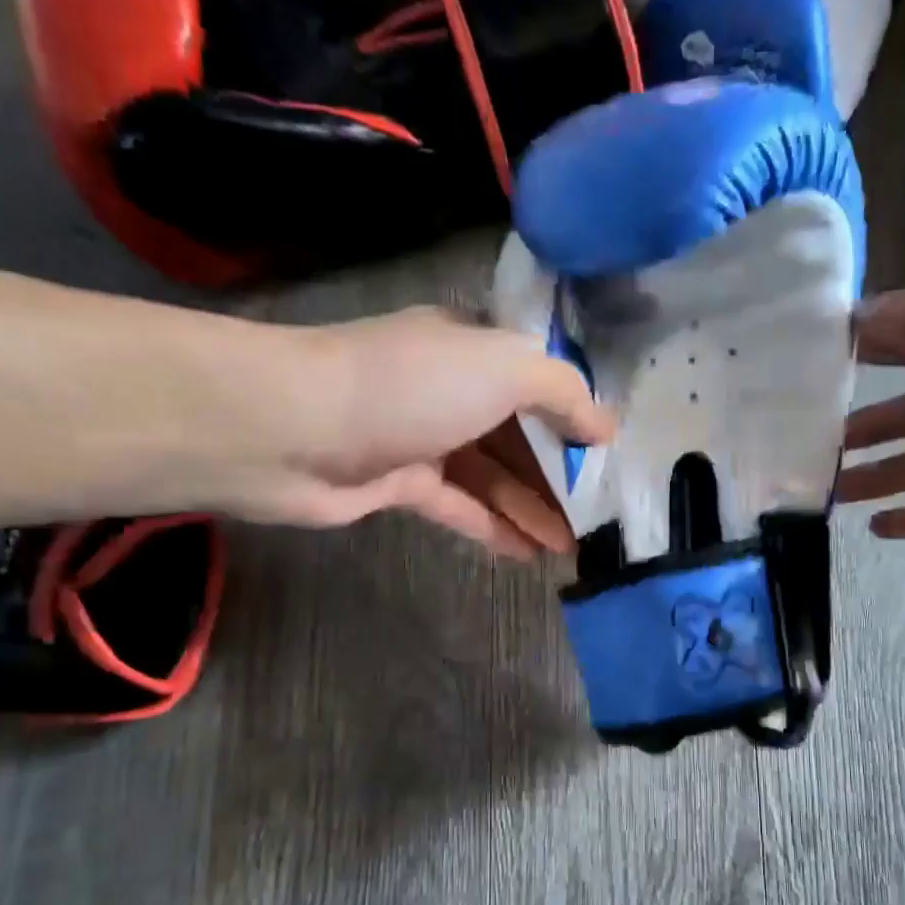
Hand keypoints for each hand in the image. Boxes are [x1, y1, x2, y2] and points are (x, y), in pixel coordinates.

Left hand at [214, 305, 611, 559]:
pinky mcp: (400, 484)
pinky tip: (530, 554)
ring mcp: (423, 438)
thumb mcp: (502, 369)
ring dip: (533, 509)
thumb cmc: (409, 387)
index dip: (576, 415)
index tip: (611, 455)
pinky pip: (460, 506)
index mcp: (473, 349)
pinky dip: (494, 527)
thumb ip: (561, 392)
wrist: (293, 428)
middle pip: (519, 434)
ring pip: (492, 476)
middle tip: (600, 516)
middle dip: (560, 474)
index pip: (538, 380)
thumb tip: (606, 426)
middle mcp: (450, 390)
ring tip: (574, 547)